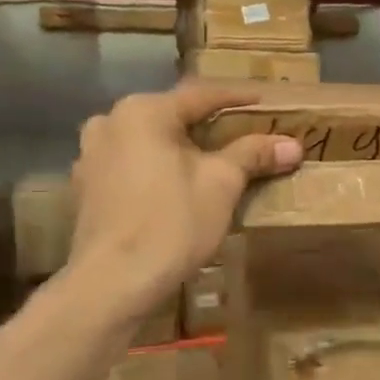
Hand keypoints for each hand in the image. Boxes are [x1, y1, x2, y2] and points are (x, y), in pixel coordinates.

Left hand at [66, 83, 301, 315]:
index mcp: (143, 112)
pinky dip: (157, 169)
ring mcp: (91, 157)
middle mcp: (110, 123)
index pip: (201, 95)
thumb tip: (293, 144)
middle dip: (208, 126)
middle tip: (242, 134)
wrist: (112, 284)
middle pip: (172, 117)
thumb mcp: (222, 184)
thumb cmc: (172, 223)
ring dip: (181, 148)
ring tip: (211, 161)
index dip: (238, 99)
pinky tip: (176, 188)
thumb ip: (254, 155)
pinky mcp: (86, 189)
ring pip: (148, 142)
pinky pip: (131, 166)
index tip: (264, 102)